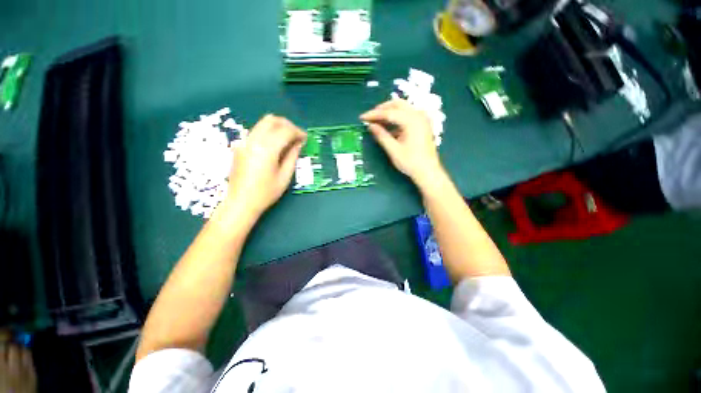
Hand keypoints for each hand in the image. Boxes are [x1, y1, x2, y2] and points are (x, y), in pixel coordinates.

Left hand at [225, 115, 306, 216]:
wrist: (240, 202)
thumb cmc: (266, 193)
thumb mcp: (285, 176)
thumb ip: (292, 156)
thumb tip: (298, 143)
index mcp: (266, 149)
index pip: (285, 130)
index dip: (298, 132)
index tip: (305, 138)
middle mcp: (253, 140)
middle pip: (271, 120)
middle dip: (287, 125)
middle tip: (297, 136)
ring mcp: (244, 142)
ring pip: (262, 123)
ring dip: (278, 127)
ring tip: (288, 139)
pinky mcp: (240, 146)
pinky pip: (257, 131)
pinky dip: (268, 132)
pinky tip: (275, 145)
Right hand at [360, 99, 443, 187]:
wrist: (428, 171)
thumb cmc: (410, 162)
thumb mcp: (393, 150)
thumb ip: (381, 135)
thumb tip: (370, 125)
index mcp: (411, 121)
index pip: (389, 113)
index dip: (374, 114)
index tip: (362, 118)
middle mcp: (418, 115)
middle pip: (397, 104)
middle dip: (382, 109)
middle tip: (370, 117)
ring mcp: (422, 119)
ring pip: (403, 108)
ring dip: (389, 112)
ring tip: (377, 121)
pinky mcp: (422, 124)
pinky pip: (407, 115)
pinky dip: (397, 118)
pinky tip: (389, 127)